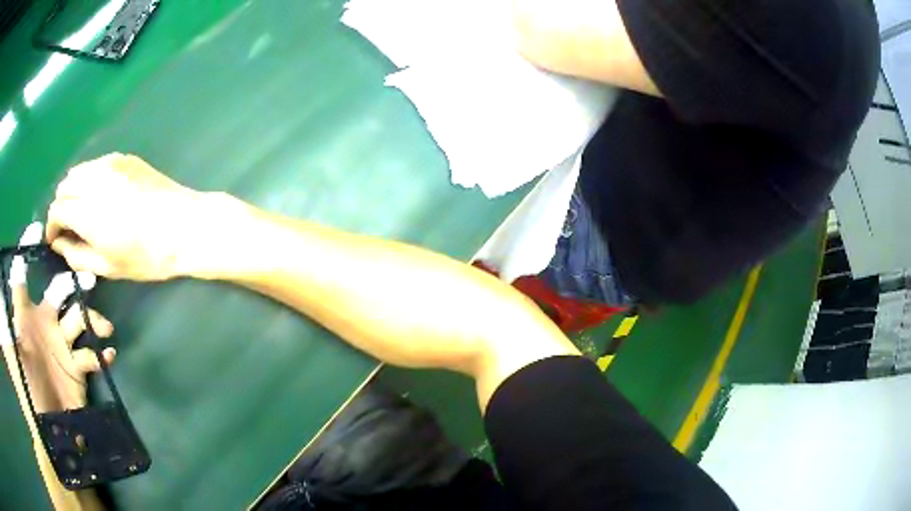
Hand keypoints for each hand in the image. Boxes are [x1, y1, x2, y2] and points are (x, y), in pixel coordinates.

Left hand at [3, 223, 115, 412]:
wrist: (53, 428)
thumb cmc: (30, 385)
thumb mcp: (16, 350)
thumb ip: (12, 314)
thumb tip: (9, 272)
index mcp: (27, 317)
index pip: (21, 278)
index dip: (24, 253)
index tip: (35, 230)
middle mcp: (44, 325)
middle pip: (59, 292)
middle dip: (72, 284)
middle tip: (89, 281)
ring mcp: (61, 347)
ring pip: (79, 320)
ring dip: (93, 320)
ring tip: (104, 329)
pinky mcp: (77, 369)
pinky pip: (91, 355)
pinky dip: (101, 354)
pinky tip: (108, 355)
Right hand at [46, 153, 206, 280]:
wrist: (184, 226)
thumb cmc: (146, 256)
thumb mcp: (107, 267)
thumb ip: (76, 255)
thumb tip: (58, 244)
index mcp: (88, 212)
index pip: (57, 209)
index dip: (51, 226)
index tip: (54, 239)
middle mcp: (95, 181)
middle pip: (64, 186)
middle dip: (60, 207)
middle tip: (67, 227)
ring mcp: (110, 164)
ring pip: (78, 171)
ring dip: (72, 190)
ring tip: (81, 211)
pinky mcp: (124, 158)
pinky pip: (95, 164)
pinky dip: (88, 178)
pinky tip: (99, 196)